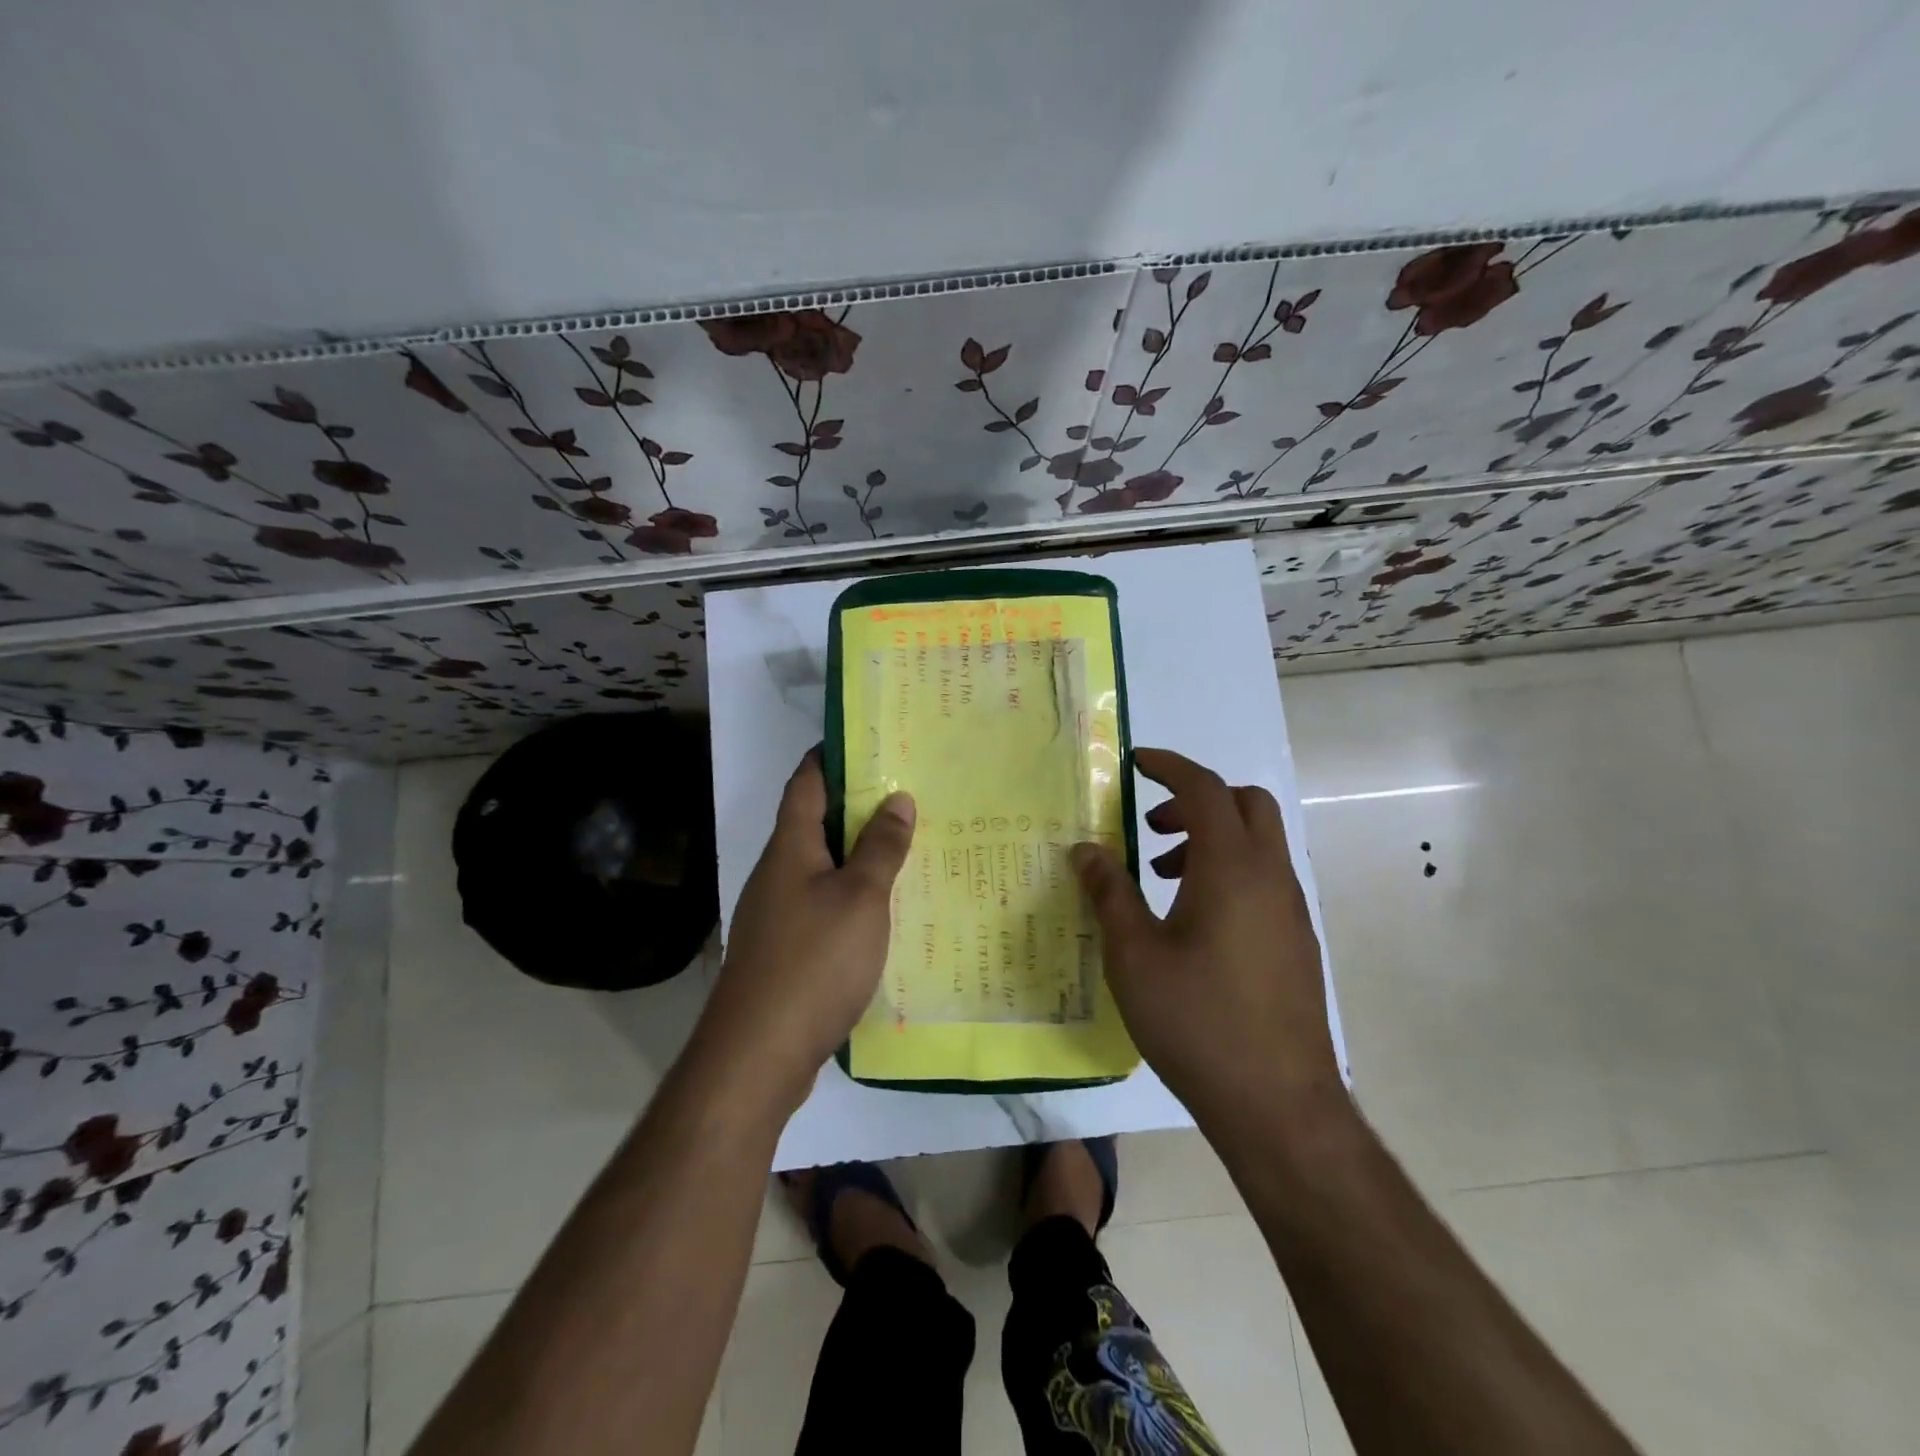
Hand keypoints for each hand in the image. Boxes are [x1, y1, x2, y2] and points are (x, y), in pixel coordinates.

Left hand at [697, 750, 914, 1111]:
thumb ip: (881, 848)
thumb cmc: (814, 960)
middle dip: (856, 806)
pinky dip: (852, 896)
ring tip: (906, 845)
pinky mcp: (785, 951)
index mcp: (790, 848)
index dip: (831, 756)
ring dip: (857, 854)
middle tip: (908, 793)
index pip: (806, 782)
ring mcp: (777, 914)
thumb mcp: (861, 897)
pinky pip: (822, 906)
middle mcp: (777, 873)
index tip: (869, 741)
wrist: (758, 1053)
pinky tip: (884, 909)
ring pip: (821, 867)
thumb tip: (898, 799)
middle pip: (814, 823)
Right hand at [1072, 747, 1340, 1122]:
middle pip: (1245, 803)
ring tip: (1162, 877)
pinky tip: (1193, 922)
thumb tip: (1086, 849)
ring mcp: (1291, 910)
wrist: (1278, 1105)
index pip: (1205, 789)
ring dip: (1212, 837)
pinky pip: (1264, 878)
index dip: (1169, 767)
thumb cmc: (1197, 1020)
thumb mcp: (1134, 955)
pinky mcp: (1297, 942)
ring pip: (1258, 842)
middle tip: (1152, 825)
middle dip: (1197, 798)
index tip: (1136, 762)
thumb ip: (1109, 893)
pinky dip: (1229, 870)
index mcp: (1232, 867)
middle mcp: (1271, 877)